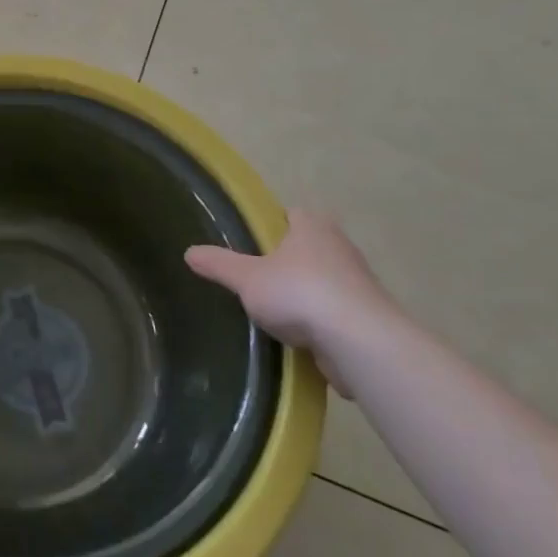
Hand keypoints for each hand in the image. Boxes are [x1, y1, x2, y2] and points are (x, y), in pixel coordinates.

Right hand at [186, 211, 397, 397]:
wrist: (360, 342)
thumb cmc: (300, 293)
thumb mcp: (247, 278)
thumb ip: (218, 264)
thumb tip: (189, 252)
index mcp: (313, 226)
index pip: (291, 214)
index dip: (272, 226)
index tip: (253, 244)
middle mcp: (340, 246)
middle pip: (308, 248)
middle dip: (287, 262)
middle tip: (258, 279)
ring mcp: (358, 282)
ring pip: (323, 281)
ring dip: (305, 294)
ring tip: (275, 312)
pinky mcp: (368, 316)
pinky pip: (336, 313)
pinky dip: (320, 323)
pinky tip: (300, 338)